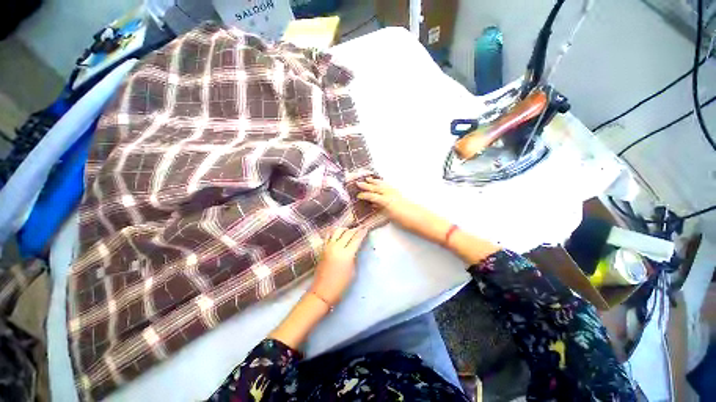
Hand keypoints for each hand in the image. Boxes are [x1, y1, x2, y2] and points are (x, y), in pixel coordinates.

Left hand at [311, 227, 367, 305]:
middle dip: (355, 230)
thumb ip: (354, 256)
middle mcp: (337, 247)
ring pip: (337, 231)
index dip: (362, 232)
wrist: (322, 291)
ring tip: (350, 231)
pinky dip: (335, 232)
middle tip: (361, 228)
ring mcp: (328, 246)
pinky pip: (329, 235)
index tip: (366, 228)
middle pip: (348, 233)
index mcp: (346, 254)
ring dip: (345, 229)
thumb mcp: (353, 270)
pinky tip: (338, 233)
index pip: (356, 238)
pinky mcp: (322, 248)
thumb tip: (355, 247)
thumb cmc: (341, 284)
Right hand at [357, 178, 450, 242]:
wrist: (422, 219)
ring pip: (383, 185)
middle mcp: (391, 194)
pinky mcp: (400, 194)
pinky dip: (383, 184)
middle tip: (359, 182)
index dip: (364, 195)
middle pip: (377, 188)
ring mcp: (396, 193)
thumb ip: (381, 208)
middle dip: (367, 185)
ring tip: (369, 179)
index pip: (373, 196)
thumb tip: (374, 203)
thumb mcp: (391, 216)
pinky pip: (389, 186)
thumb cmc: (406, 220)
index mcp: (387, 200)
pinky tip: (382, 184)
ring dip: (375, 182)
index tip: (357, 195)